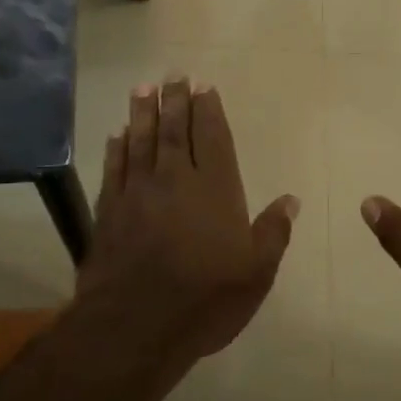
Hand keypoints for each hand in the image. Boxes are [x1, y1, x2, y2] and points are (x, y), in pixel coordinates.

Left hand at [78, 76, 299, 363]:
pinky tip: (118, 134)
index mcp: (215, 189)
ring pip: (141, 141)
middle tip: (173, 74)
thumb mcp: (256, 273)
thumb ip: (273, 232)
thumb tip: (291, 200)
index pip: (212, 137)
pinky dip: (117, 148)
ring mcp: (138, 193)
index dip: (208, 110)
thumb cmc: (205, 299)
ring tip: (144, 88)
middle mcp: (175, 180)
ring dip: (143, 113)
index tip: (204, 86)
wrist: (136, 326)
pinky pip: (114, 168)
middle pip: (174, 130)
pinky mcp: (110, 211)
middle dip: (175, 100)